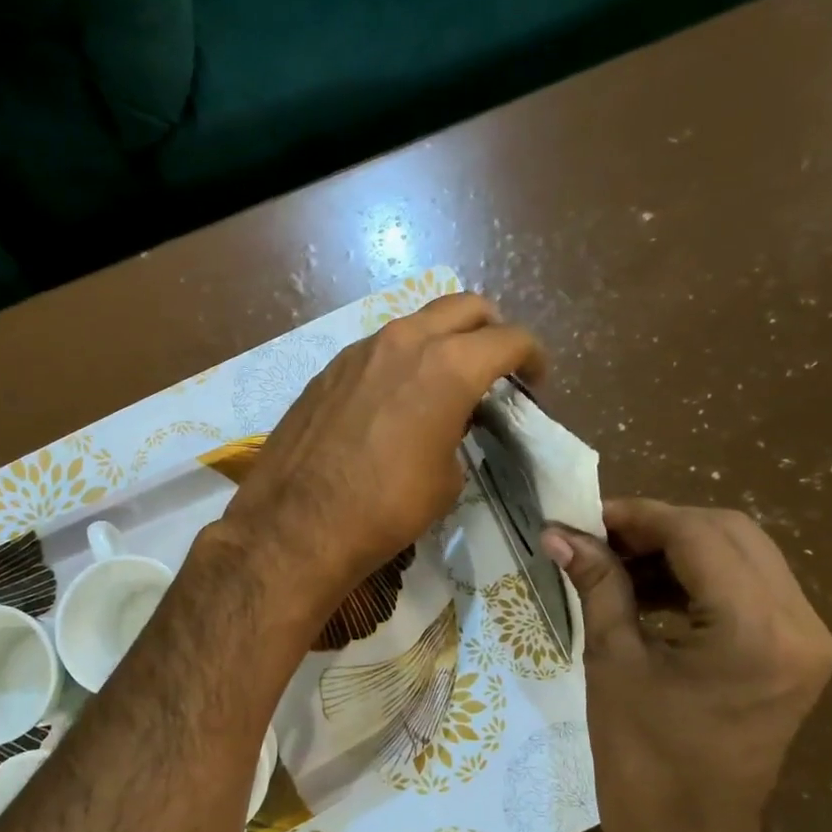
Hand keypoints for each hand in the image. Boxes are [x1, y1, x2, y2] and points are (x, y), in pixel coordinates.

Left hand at [221, 293, 543, 611]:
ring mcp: (360, 350)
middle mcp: (405, 342)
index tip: (535, 380)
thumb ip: (459, 435)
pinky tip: (395, 398)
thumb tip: (450, 425)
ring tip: (444, 381)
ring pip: (416, 323)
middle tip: (496, 366)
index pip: (509, 339)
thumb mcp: (446, 479)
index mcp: (449, 366)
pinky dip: (401, 360)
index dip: (532, 357)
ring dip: (441, 341)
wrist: (296, 525)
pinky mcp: (329, 369)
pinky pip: (379, 349)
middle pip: (465, 307)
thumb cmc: (386, 508)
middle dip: (490, 330)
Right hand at [544, 500, 831, 831]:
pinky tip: (647, 589)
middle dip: (659, 526)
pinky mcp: (797, 652)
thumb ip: (598, 585)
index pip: (699, 535)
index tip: (583, 517)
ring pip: (743, 553)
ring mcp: (807, 639)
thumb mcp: (612, 662)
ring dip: (677, 548)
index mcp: (756, 632)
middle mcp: (800, 624)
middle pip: (730, 533)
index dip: (637, 515)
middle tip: (598, 538)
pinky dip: (697, 575)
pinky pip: (748, 586)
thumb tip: (560, 533)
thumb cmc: (642, 760)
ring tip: (615, 563)